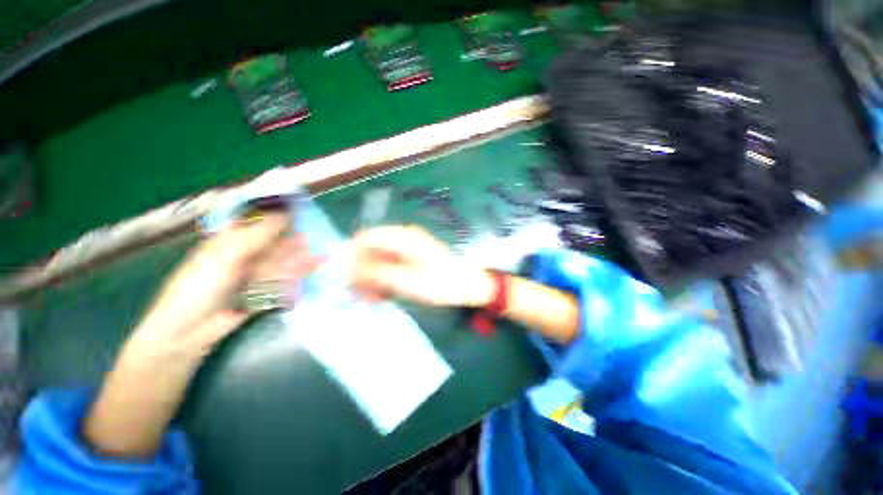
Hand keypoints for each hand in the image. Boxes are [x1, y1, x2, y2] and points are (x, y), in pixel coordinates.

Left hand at [130, 212, 320, 358]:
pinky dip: (298, 274)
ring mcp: (253, 274)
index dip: (279, 215)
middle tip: (317, 236)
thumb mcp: (229, 254)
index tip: (302, 211)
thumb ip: (260, 234)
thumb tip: (287, 213)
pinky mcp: (262, 290)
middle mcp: (244, 254)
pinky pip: (283, 279)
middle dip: (294, 240)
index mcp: (230, 240)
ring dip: (300, 258)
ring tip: (322, 256)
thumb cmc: (201, 285)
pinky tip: (313, 269)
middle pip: (274, 243)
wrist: (190, 330)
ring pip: (281, 261)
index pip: (257, 222)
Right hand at [351, 225, 492, 307]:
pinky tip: (383, 295)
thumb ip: (377, 274)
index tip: (348, 280)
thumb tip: (348, 270)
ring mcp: (408, 248)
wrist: (469, 286)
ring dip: (372, 278)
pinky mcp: (411, 259)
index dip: (353, 257)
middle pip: (371, 249)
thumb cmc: (442, 284)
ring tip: (372, 299)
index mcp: (404, 237)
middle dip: (362, 272)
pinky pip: (390, 266)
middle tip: (360, 295)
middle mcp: (404, 238)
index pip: (367, 237)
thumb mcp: (408, 282)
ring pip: (379, 260)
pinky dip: (383, 279)